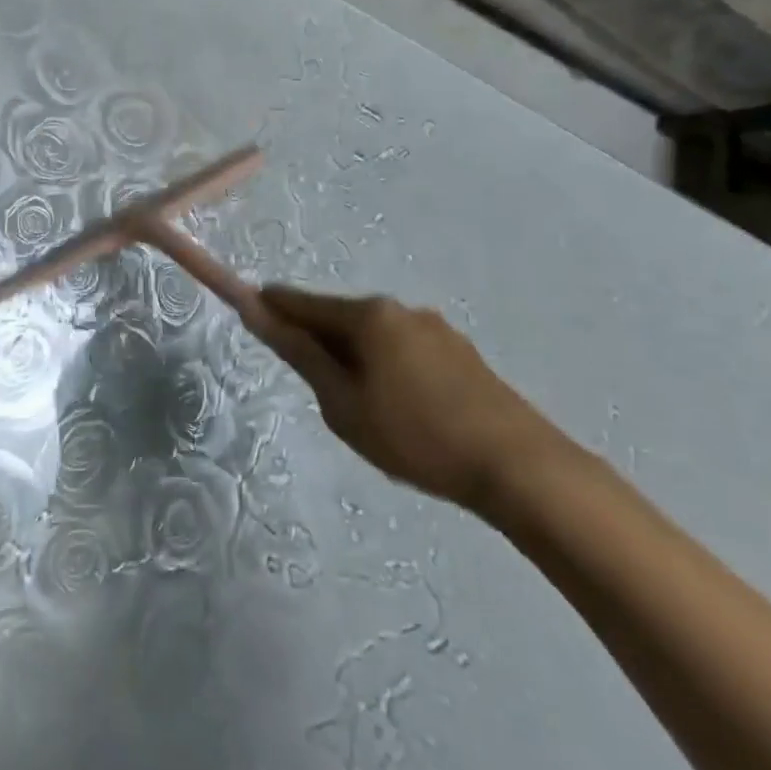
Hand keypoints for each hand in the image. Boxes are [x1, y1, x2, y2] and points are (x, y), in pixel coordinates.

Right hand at [256, 287, 553, 512]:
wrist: (520, 468)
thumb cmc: (416, 437)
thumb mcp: (343, 404)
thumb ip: (301, 355)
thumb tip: (258, 312)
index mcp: (368, 316)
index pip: (303, 302)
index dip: (272, 307)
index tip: (250, 314)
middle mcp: (400, 309)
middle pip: (340, 317)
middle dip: (318, 340)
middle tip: (313, 386)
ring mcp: (435, 329)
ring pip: (374, 336)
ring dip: (355, 356)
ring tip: (362, 408)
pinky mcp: (460, 353)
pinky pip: (404, 349)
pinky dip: (386, 365)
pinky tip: (400, 408)